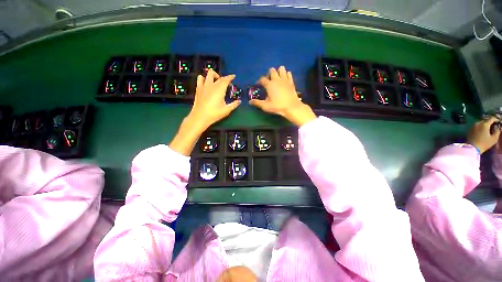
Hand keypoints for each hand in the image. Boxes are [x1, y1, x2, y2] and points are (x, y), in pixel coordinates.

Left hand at [188, 70, 240, 130]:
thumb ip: (234, 104)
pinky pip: (200, 78)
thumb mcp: (226, 110)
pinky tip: (206, 84)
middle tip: (227, 84)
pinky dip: (204, 78)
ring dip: (214, 75)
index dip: (230, 77)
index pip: (226, 79)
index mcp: (220, 89)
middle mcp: (212, 85)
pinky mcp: (198, 88)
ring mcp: (204, 86)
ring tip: (216, 81)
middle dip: (224, 78)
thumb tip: (239, 101)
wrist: (200, 117)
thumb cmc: (215, 113)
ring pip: (208, 74)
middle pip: (219, 77)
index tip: (233, 76)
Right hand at [250, 66, 315, 126]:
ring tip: (277, 79)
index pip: (262, 79)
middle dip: (269, 74)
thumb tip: (249, 102)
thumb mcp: (266, 106)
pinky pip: (288, 73)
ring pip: (281, 68)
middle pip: (272, 70)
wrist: (291, 107)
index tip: (258, 85)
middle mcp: (277, 79)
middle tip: (268, 81)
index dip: (259, 81)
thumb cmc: (277, 106)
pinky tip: (284, 80)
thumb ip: (257, 103)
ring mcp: (285, 79)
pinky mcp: (291, 81)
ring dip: (278, 72)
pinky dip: (286, 75)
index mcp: (269, 85)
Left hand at [467, 116, 500, 153]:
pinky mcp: (470, 129)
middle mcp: (478, 123)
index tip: (499, 122)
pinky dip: (481, 127)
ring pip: (481, 122)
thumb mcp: (494, 138)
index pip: (492, 118)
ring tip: (489, 129)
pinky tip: (483, 131)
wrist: (472, 148)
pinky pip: (477, 126)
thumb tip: (499, 127)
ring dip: (485, 124)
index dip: (496, 119)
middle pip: (486, 120)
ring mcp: (473, 126)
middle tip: (494, 126)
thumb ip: (497, 131)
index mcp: (484, 124)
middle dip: (490, 122)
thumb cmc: (484, 143)